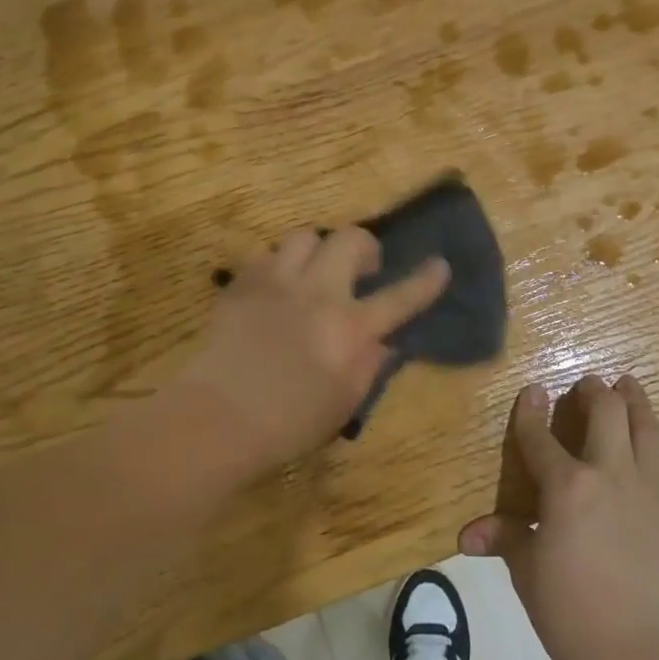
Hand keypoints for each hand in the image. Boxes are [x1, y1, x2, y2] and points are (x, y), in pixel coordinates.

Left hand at [185, 227, 449, 476]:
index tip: (440, 265)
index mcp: (350, 328)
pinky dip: (279, 265)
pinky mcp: (242, 284)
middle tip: (362, 269)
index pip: (400, 297)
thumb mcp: (344, 403)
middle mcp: (318, 293)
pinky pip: (267, 255)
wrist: (218, 418)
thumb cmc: (288, 423)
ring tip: (314, 273)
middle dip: (364, 246)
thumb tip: (383, 341)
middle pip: (350, 240)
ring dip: (318, 250)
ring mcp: (277, 282)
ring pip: (305, 236)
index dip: (425, 281)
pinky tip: (276, 287)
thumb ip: (369, 365)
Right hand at [461, 376, 658, 659]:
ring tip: (630, 386)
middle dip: (596, 390)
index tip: (533, 390)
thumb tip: (468, 537)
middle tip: (589, 383)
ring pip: (647, 432)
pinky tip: (641, 489)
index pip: (542, 436)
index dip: (532, 410)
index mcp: (568, 485)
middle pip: (608, 412)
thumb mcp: (527, 570)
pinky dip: (649, 473)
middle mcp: (612, 476)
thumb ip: (505, 540)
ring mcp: (653, 496)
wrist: (637, 658)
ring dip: (636, 403)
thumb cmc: (568, 611)